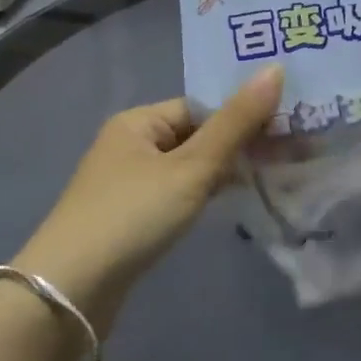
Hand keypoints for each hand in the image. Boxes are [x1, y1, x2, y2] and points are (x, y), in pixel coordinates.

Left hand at [14, 66, 282, 332]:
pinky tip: (232, 202)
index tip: (286, 130)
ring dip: (226, 171)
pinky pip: (178, 192)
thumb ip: (236, 122)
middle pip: (197, 135)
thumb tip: (276, 68)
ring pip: (190, 166)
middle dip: (240, 144)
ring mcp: (129, 183)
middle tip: (290, 153)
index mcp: (138, 121)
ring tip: (272, 176)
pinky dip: (206, 193)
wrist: (70, 292)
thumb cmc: (133, 215)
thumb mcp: (192, 167)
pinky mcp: (131, 217)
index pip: (202, 107)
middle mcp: (130, 145)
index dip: (242, 115)